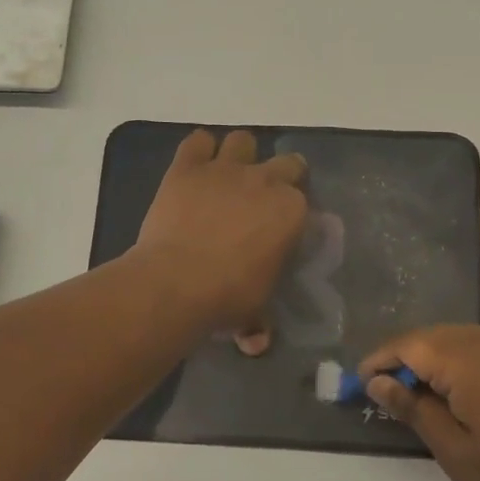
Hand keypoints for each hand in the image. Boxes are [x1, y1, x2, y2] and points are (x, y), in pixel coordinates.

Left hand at [132, 129, 308, 342]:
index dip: (292, 213)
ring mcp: (225, 169)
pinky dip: (198, 150)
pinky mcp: (187, 167)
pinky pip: (197, 141)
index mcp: (291, 211)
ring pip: (242, 140)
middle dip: (280, 176)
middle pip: (287, 162)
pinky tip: (195, 167)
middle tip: (261, 200)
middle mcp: (264, 180)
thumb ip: (260, 319)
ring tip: (228, 176)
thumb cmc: (227, 296)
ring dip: (239, 154)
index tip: (280, 228)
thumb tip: (256, 340)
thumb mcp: (255, 309)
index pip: (303, 201)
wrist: (176, 281)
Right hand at [362, 326, 479, 480]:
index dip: (378, 363)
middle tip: (385, 400)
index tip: (359, 388)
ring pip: (451, 340)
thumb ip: (414, 409)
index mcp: (462, 358)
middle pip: (427, 337)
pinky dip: (454, 364)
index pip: (405, 346)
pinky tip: (456, 397)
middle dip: (401, 362)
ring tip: (417, 402)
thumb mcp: (457, 451)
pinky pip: (475, 348)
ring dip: (428, 363)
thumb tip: (379, 381)